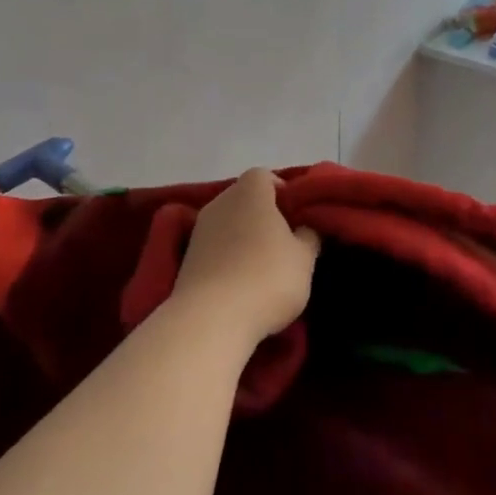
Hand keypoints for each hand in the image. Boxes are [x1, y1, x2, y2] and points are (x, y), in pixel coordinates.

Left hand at [171, 169, 320, 346]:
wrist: (211, 318)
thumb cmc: (267, 278)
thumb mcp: (304, 258)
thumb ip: (309, 236)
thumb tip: (305, 227)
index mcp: (250, 193)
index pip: (264, 176)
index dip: (282, 191)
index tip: (296, 216)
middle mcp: (219, 203)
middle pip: (244, 199)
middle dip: (263, 215)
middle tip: (284, 242)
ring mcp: (199, 231)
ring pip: (228, 224)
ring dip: (243, 238)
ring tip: (262, 267)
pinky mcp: (186, 259)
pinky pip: (214, 248)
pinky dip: (227, 258)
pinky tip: (241, 283)